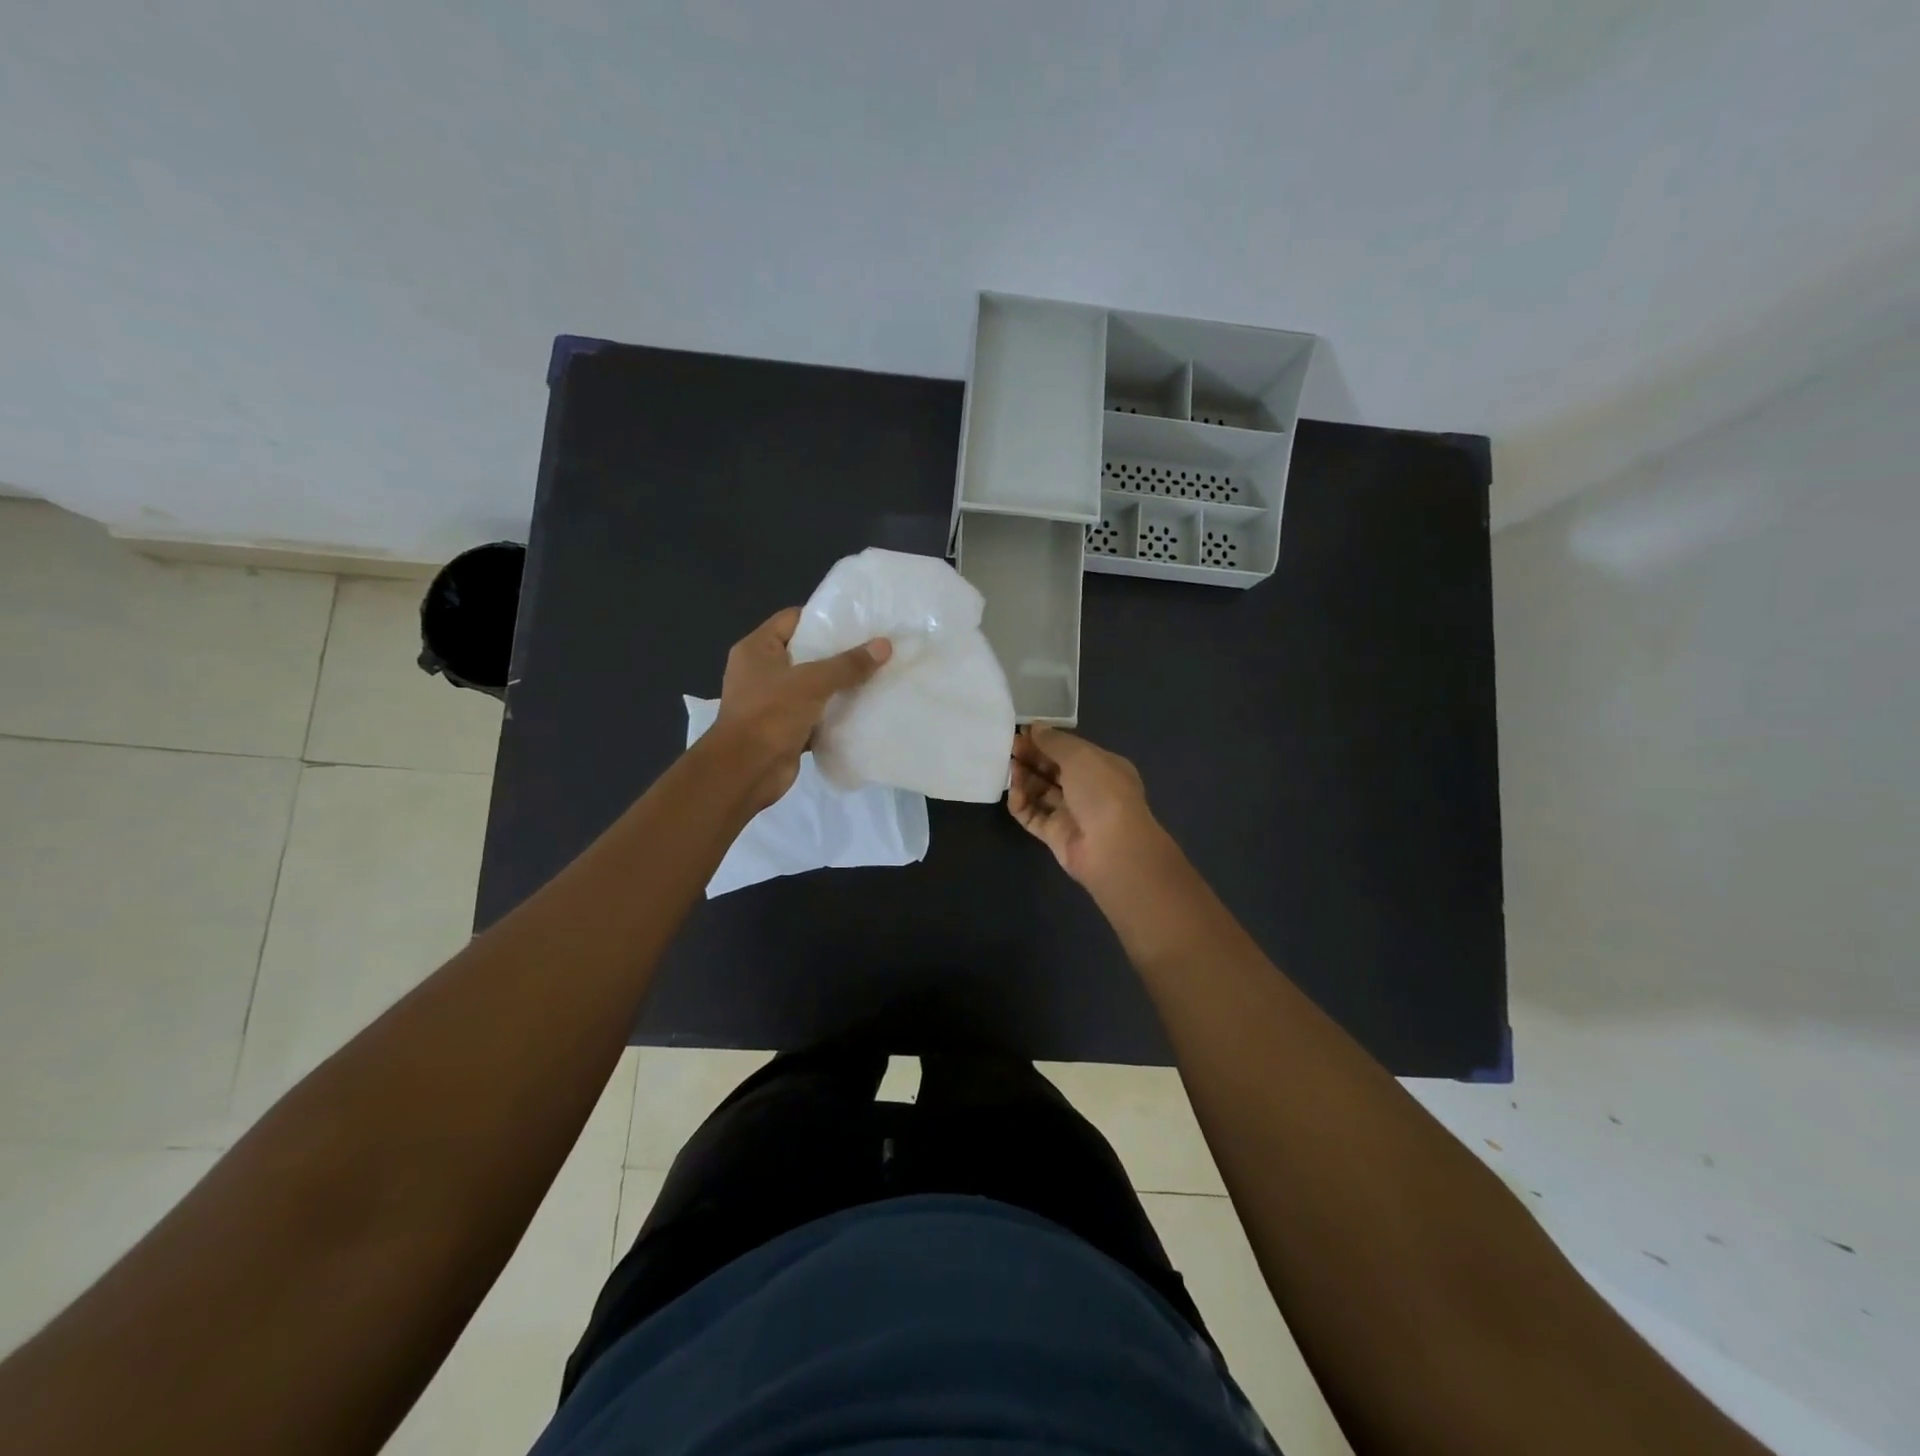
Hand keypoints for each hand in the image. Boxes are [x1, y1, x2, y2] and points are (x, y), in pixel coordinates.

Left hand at [713, 607, 890, 810]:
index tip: (858, 620)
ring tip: (876, 675)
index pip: (792, 619)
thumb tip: (884, 645)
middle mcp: (761, 671)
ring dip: (839, 685)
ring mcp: (772, 701)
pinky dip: (834, 713)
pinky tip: (864, 709)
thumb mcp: (811, 683)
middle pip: (805, 652)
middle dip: (838, 653)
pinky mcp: (784, 728)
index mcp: (757, 649)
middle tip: (875, 648)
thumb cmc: (770, 715)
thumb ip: (847, 664)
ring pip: (812, 686)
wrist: (746, 771)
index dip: (823, 617)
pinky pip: (815, 714)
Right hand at [1008, 725, 1166, 889]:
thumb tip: (1034, 727)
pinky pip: (1033, 816)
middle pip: (1053, 770)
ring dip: (1024, 779)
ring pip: (1041, 792)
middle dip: (1031, 758)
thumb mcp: (1080, 756)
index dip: (1046, 741)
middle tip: (1008, 748)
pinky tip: (1014, 793)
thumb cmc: (1101, 792)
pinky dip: (1022, 804)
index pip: (1069, 750)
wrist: (1111, 848)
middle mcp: (1088, 790)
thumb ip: (1054, 741)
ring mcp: (1071, 814)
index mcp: (1102, 767)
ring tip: (1009, 768)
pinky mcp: (1055, 836)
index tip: (1021, 732)